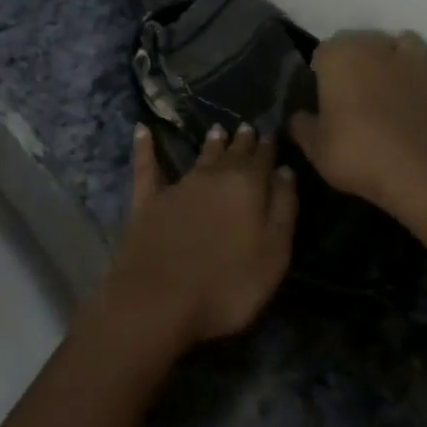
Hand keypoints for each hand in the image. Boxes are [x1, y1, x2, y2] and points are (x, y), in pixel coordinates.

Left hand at [101, 123, 297, 347]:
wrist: (159, 299)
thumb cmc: (228, 285)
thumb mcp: (274, 253)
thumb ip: (283, 208)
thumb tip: (285, 170)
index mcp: (248, 186)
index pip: (262, 159)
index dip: (268, 147)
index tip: (270, 134)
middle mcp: (214, 176)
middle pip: (232, 153)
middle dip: (242, 141)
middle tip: (247, 128)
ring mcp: (179, 186)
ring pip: (199, 157)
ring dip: (211, 144)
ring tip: (218, 130)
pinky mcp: (148, 200)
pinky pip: (147, 166)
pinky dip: (145, 147)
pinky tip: (142, 130)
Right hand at [287, 30, 426, 228]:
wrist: (420, 176)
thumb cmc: (357, 154)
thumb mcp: (314, 148)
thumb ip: (302, 125)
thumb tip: (299, 116)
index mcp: (340, 56)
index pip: (324, 50)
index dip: (323, 71)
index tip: (323, 94)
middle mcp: (378, 48)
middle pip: (366, 40)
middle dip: (361, 57)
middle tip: (356, 89)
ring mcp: (417, 64)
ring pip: (408, 43)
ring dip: (401, 56)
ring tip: (395, 81)